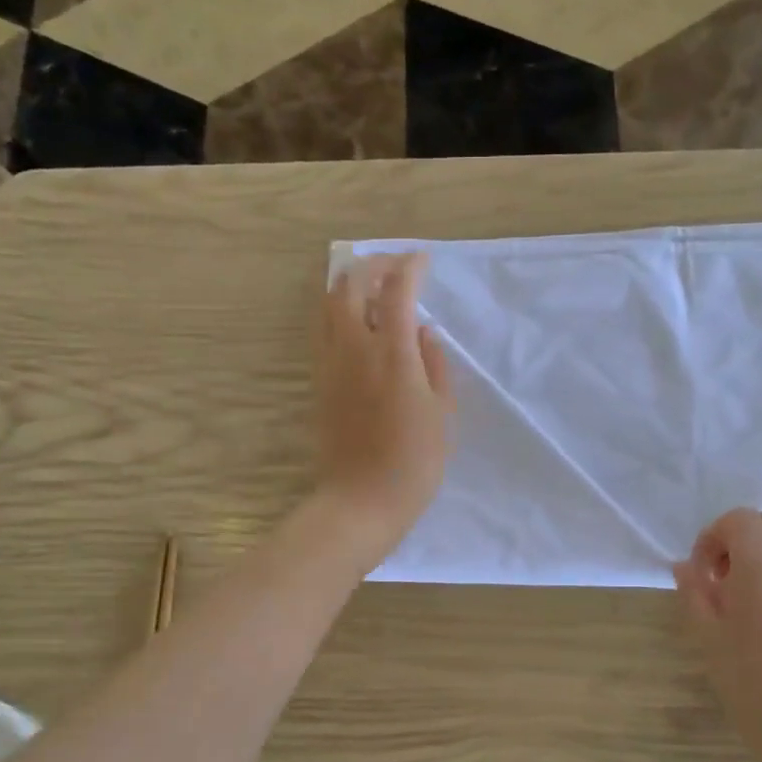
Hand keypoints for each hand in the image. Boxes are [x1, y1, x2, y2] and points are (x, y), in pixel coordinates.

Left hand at [315, 253, 453, 569]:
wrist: (361, 502)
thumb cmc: (414, 463)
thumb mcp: (441, 414)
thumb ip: (434, 365)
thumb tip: (421, 332)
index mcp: (392, 355)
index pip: (396, 290)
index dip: (409, 266)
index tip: (423, 260)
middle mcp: (354, 350)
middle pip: (350, 285)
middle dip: (372, 265)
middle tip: (395, 266)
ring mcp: (330, 365)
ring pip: (328, 305)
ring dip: (350, 285)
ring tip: (373, 287)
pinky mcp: (319, 382)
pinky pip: (324, 331)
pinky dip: (339, 312)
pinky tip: (358, 324)